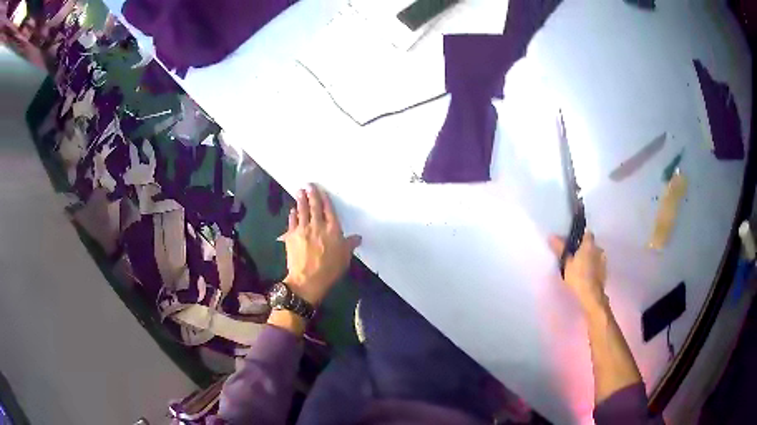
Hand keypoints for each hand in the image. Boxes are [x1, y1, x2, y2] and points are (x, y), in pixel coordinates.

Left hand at [278, 184, 361, 305]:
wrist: (307, 279)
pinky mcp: (291, 236)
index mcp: (332, 229)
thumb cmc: (329, 269)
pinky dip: (292, 214)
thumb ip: (350, 244)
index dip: (325, 199)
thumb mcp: (345, 257)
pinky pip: (292, 221)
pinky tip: (292, 210)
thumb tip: (358, 238)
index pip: (329, 210)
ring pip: (301, 210)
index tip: (322, 191)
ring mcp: (303, 229)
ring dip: (300, 200)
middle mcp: (317, 225)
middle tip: (309, 185)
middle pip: (314, 206)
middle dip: (312, 194)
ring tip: (299, 191)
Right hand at [549, 231, 607, 311]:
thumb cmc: (578, 277)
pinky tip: (587, 275)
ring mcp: (603, 260)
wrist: (591, 295)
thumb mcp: (566, 263)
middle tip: (575, 258)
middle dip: (585, 249)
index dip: (580, 237)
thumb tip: (552, 237)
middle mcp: (598, 249)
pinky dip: (593, 267)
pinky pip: (598, 265)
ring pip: (595, 255)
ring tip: (580, 268)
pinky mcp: (605, 271)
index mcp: (589, 244)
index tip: (573, 244)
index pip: (587, 233)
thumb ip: (560, 249)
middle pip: (591, 245)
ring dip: (590, 258)